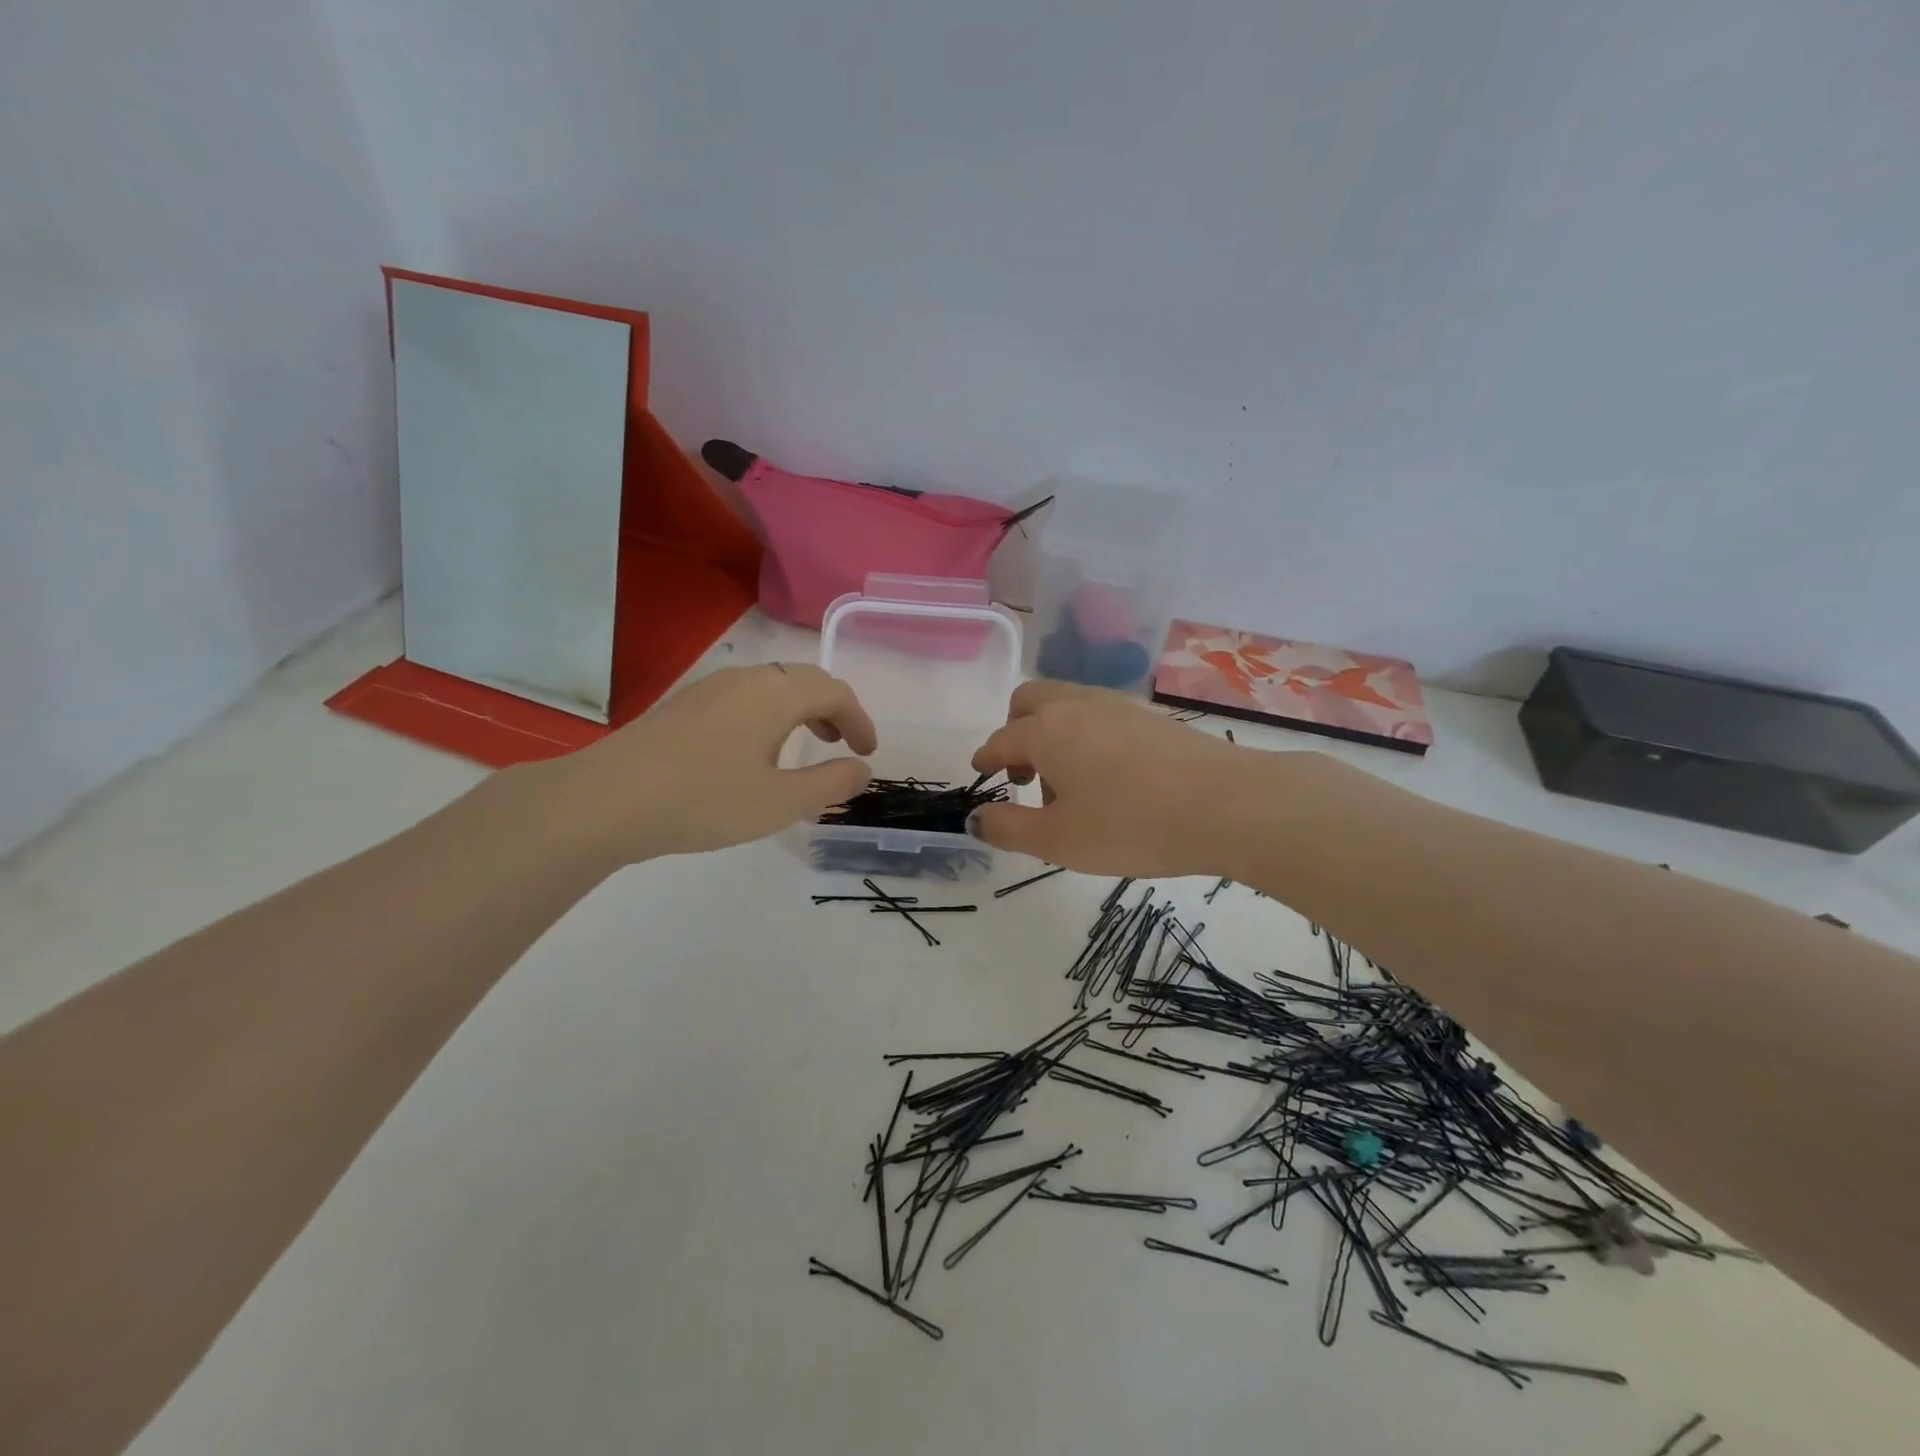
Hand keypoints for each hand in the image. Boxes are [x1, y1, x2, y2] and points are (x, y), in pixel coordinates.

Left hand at [539, 663, 875, 861]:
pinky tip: (755, 752)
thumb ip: (830, 785)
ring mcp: (711, 688)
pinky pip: (744, 697)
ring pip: (772, 686)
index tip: (868, 752)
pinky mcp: (685, 705)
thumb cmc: (704, 800)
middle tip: (842, 744)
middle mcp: (747, 679)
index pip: (835, 692)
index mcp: (776, 694)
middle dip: (832, 709)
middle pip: (804, 680)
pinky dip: (769, 715)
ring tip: (805, 746)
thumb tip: (861, 770)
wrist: (607, 799)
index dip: (859, 720)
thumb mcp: (780, 802)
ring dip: (800, 710)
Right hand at [967, 681, 1250, 877]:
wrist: (1228, 804)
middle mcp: (1077, 706)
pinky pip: (1098, 715)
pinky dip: (1083, 735)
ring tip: (1066, 785)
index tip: (981, 773)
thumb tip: (976, 819)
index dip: (986, 759)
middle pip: (1029, 701)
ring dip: (1050, 734)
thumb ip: (1009, 829)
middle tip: (1022, 775)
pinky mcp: (1150, 716)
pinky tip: (1105, 777)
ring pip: (1066, 705)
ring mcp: (1118, 706)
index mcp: (1046, 730)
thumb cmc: (1131, 825)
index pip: (1001, 740)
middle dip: (1014, 732)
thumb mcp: (1059, 840)